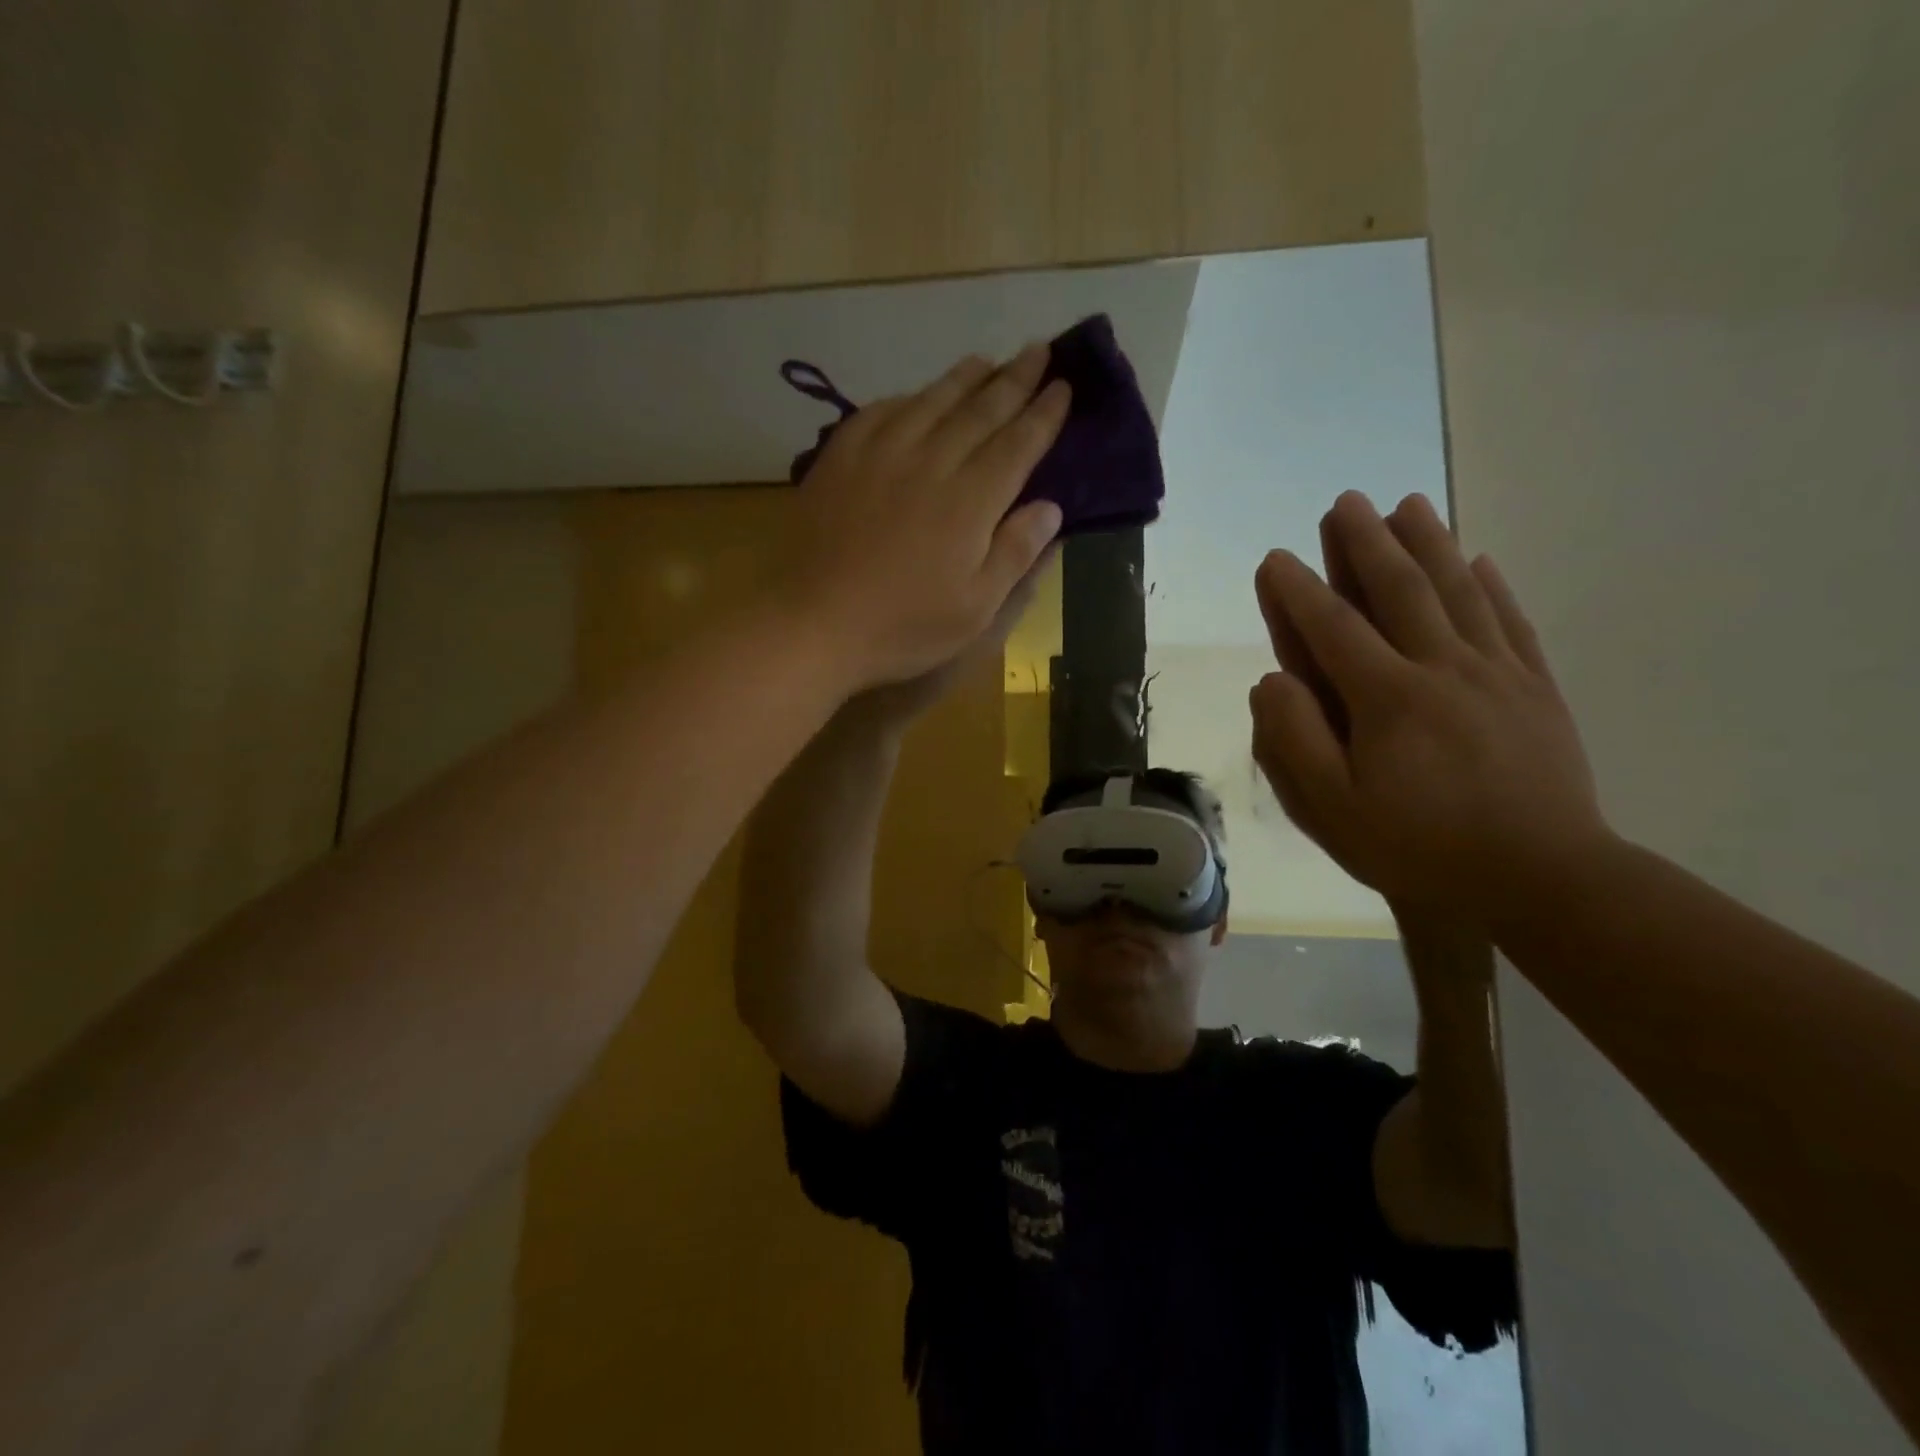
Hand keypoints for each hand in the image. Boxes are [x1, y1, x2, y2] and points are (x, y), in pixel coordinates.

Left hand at [779, 344, 1067, 695]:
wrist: (815, 623)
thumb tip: (1050, 506)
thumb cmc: (903, 626)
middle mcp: (930, 463)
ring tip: (986, 361)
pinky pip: (880, 412)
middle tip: (1037, 351)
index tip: (1064, 387)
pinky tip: (915, 396)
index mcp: (970, 501)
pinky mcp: (841, 459)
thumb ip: (1015, 553)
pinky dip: (907, 398)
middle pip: (980, 411)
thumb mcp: (975, 608)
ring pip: (931, 402)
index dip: (1044, 415)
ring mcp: (881, 455)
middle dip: (1014, 380)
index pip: (1018, 444)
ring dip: (964, 378)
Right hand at [1249, 490, 1609, 924]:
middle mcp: (1442, 669)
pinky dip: (1492, 586)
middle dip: (1367, 542)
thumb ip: (1294, 740)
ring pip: (1458, 593)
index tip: (1275, 558)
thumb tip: (1272, 680)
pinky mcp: (1536, 690)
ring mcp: (1497, 675)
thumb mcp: (1333, 809)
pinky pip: (1511, 623)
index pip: (1333, 629)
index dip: (1298, 591)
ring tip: (1409, 504)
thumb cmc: (1420, 846)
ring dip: (1429, 543)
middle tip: (1346, 501)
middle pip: (1401, 590)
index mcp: (1388, 698)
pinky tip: (1479, 561)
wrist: (1542, 879)